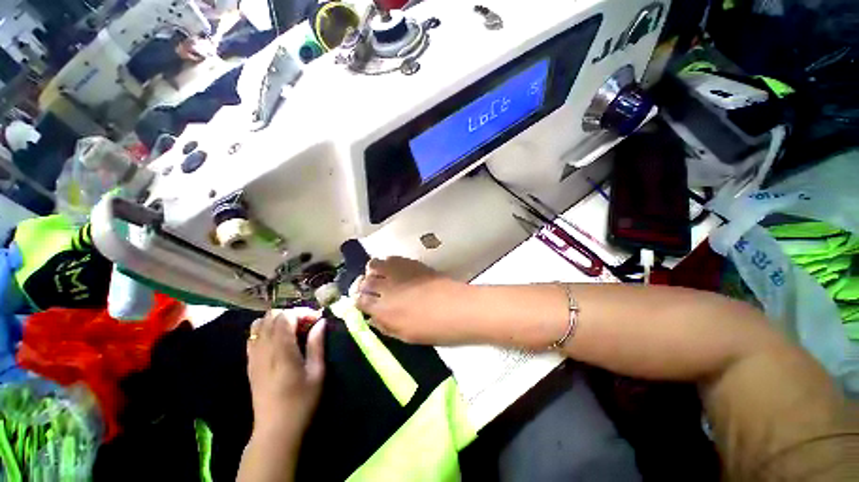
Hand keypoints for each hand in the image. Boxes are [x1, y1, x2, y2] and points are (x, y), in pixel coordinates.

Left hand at [246, 309, 324, 441]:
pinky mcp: (249, 364)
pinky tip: (279, 341)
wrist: (275, 429)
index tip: (316, 319)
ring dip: (277, 321)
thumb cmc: (301, 401)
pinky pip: (253, 337)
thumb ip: (317, 344)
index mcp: (281, 350)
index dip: (302, 312)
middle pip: (271, 316)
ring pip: (259, 324)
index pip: (285, 316)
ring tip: (293, 330)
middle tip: (307, 324)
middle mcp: (264, 349)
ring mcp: (253, 356)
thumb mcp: (317, 372)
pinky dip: (266, 330)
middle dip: (291, 314)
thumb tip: (320, 322)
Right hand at [355, 257, 473, 344]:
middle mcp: (386, 287)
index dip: (357, 300)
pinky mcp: (410, 263)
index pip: (359, 300)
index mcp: (383, 310)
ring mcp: (398, 272)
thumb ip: (385, 326)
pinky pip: (391, 258)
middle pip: (363, 280)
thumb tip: (372, 318)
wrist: (458, 307)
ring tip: (380, 276)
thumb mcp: (405, 335)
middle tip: (368, 288)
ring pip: (374, 264)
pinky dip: (388, 263)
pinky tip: (394, 270)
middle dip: (361, 284)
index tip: (360, 302)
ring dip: (373, 270)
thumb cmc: (433, 328)